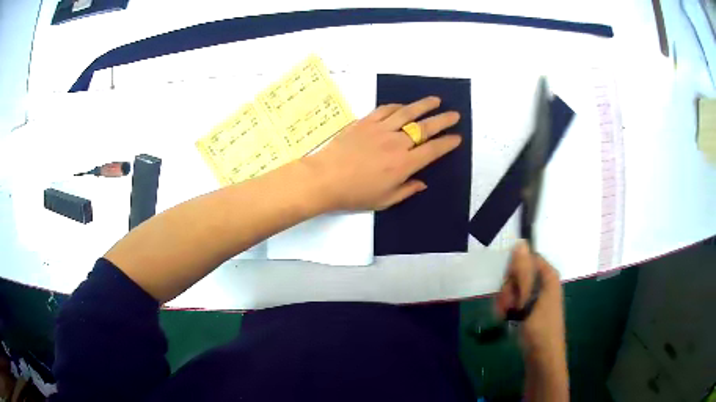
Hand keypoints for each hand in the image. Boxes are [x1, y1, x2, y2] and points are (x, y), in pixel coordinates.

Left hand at [304, 96, 460, 210]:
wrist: (325, 178)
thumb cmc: (355, 194)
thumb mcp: (384, 200)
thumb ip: (406, 190)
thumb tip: (422, 183)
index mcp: (404, 164)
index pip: (433, 150)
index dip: (447, 143)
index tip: (457, 138)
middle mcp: (397, 143)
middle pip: (425, 128)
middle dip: (443, 120)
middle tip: (455, 115)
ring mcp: (381, 129)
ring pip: (408, 113)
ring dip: (424, 105)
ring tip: (436, 100)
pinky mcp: (366, 122)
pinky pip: (386, 110)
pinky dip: (398, 106)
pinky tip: (404, 106)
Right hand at [495, 242, 565, 361]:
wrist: (542, 357)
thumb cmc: (538, 328)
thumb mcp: (528, 299)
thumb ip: (523, 273)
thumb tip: (520, 243)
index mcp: (548, 276)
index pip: (527, 258)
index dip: (514, 269)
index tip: (507, 285)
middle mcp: (544, 282)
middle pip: (519, 273)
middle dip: (508, 288)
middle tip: (507, 305)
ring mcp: (538, 296)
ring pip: (515, 288)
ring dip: (506, 300)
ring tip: (506, 315)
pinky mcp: (531, 308)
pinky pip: (517, 299)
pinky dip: (509, 307)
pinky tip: (506, 318)